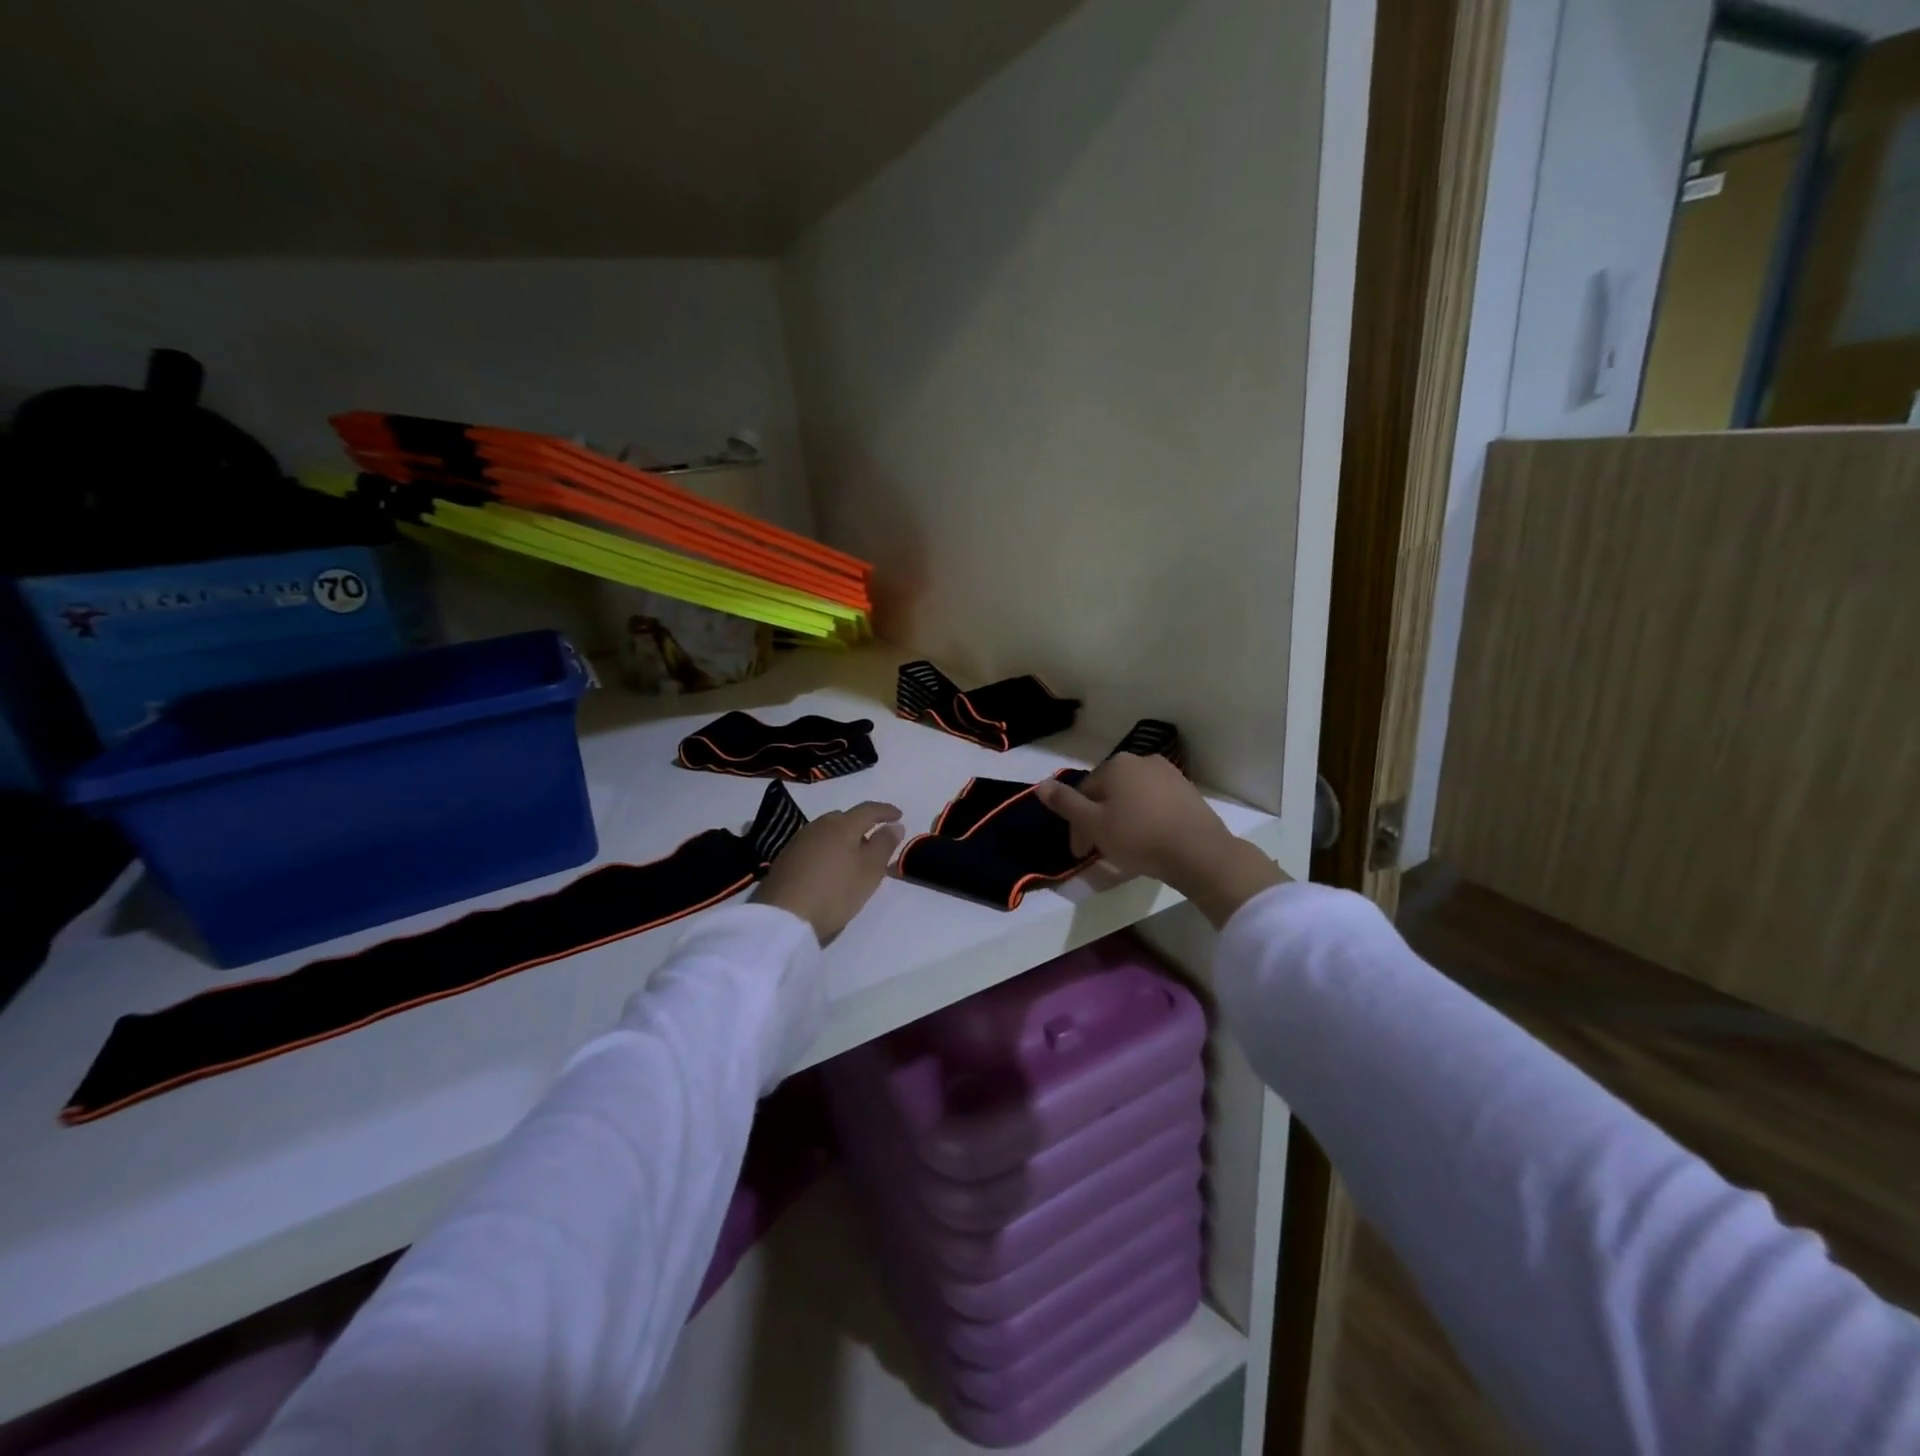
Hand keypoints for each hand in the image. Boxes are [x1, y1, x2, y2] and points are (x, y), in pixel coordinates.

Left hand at [753, 802, 904, 944]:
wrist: (782, 917)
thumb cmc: (835, 892)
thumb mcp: (869, 871)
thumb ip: (884, 845)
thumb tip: (895, 825)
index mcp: (843, 825)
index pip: (868, 809)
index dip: (886, 811)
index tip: (899, 816)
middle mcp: (819, 825)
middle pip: (845, 818)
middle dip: (863, 824)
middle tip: (876, 841)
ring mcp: (799, 840)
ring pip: (828, 831)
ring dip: (844, 838)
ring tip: (854, 856)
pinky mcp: (786, 858)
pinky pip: (815, 844)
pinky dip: (828, 849)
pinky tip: (830, 867)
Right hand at [1034, 754, 1286, 926]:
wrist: (1199, 852)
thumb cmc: (1139, 837)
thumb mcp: (1093, 824)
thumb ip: (1065, 803)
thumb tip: (1041, 784)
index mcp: (1115, 764)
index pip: (1083, 794)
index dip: (1077, 826)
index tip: (1081, 854)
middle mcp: (1141, 759)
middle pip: (1107, 793)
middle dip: (1099, 820)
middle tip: (1100, 852)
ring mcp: (1168, 773)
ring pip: (1131, 797)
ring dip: (1121, 819)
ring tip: (1124, 848)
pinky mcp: (1187, 790)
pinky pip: (1154, 803)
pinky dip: (1145, 818)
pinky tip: (1149, 840)